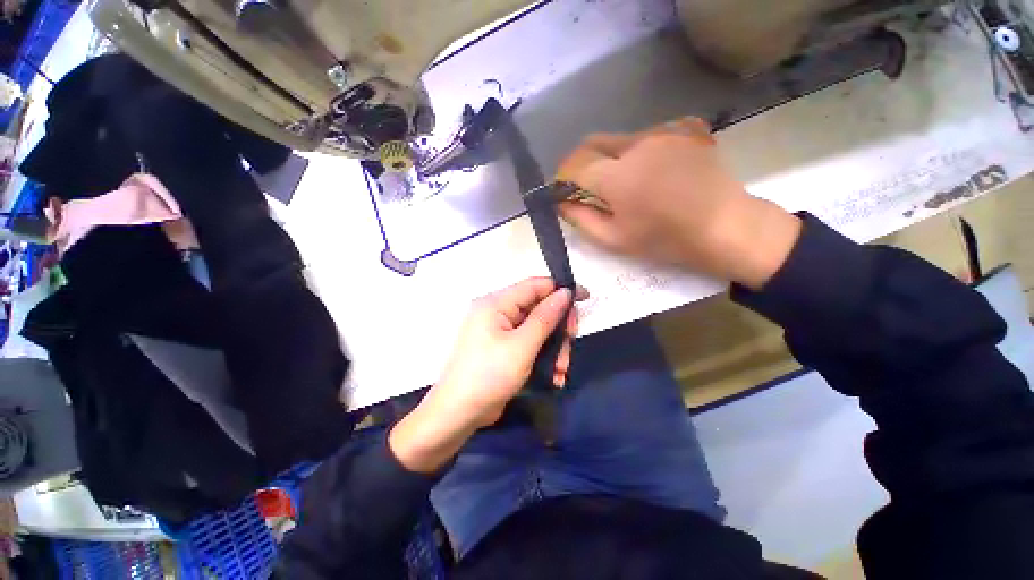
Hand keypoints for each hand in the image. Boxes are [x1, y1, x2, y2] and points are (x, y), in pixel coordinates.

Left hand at [389, 278, 583, 472]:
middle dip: (558, 327)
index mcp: (496, 303)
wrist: (458, 414)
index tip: (585, 298)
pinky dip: (544, 357)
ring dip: (554, 348)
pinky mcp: (504, 348)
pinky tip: (554, 376)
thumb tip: (565, 292)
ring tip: (561, 371)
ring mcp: (500, 331)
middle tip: (571, 344)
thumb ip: (545, 317)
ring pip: (538, 329)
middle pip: (539, 308)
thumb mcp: (522, 346)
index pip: (535, 285)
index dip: (561, 289)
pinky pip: (530, 344)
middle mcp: (498, 312)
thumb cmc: (489, 375)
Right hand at [557, 117, 800, 289]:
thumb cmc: (665, 239)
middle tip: (586, 186)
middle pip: (592, 142)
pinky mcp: (682, 129)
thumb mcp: (614, 239)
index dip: (562, 177)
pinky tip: (649, 172)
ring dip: (608, 158)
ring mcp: (662, 133)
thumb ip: (580, 219)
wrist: (724, 226)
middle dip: (581, 162)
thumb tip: (561, 203)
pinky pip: (644, 137)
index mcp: (618, 176)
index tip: (563, 191)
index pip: (574, 164)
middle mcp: (636, 144)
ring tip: (622, 183)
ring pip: (618, 139)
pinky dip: (635, 153)